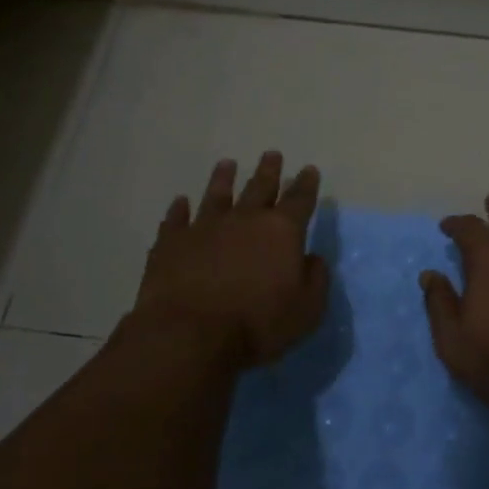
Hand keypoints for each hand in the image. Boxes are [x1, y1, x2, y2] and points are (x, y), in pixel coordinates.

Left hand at [134, 152, 328, 369]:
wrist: (191, 334)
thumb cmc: (258, 324)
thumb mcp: (307, 309)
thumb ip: (316, 279)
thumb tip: (312, 258)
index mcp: (282, 231)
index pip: (300, 200)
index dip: (307, 184)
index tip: (309, 170)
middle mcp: (244, 219)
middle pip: (260, 187)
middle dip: (269, 171)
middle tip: (272, 155)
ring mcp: (205, 227)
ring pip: (217, 194)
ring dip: (223, 178)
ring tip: (227, 164)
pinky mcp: (172, 243)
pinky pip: (176, 219)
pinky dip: (179, 209)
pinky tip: (180, 202)